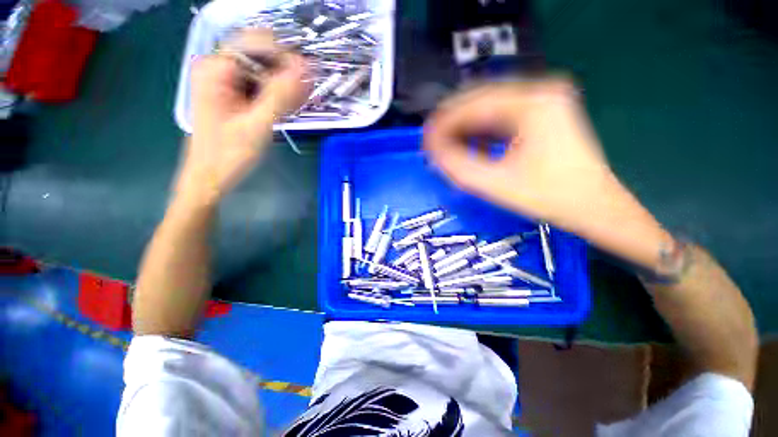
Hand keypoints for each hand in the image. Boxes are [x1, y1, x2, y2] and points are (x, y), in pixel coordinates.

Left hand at [177, 29, 308, 204]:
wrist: (210, 176)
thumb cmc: (229, 154)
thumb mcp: (258, 124)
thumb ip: (281, 95)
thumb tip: (306, 68)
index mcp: (217, 68)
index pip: (258, 43)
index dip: (287, 56)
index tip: (309, 77)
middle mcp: (219, 67)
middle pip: (262, 55)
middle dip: (287, 72)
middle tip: (305, 95)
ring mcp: (226, 81)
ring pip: (265, 70)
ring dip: (286, 85)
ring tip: (298, 105)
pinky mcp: (234, 94)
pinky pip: (262, 85)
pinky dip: (278, 94)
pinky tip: (289, 108)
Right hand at [424, 80, 611, 225]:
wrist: (593, 205)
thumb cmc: (549, 197)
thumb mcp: (494, 184)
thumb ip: (457, 165)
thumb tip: (430, 148)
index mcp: (533, 102)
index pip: (471, 104)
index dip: (442, 123)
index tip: (424, 142)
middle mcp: (540, 90)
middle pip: (477, 100)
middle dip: (450, 125)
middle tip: (432, 147)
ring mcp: (543, 99)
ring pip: (486, 108)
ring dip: (463, 128)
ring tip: (447, 150)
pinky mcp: (542, 111)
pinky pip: (499, 116)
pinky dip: (480, 131)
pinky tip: (471, 148)